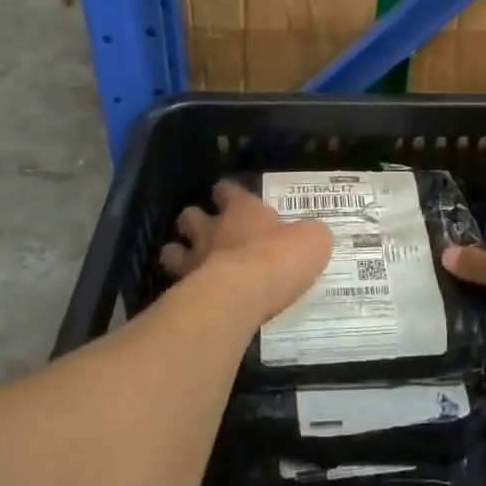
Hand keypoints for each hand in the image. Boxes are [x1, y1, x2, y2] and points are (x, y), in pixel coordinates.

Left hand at [160, 180, 333, 324]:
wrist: (243, 293)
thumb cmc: (280, 259)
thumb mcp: (313, 242)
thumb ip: (308, 236)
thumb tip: (310, 237)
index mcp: (244, 211)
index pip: (229, 191)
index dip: (227, 192)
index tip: (226, 194)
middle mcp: (214, 229)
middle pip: (191, 216)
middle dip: (194, 220)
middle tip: (205, 230)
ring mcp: (194, 259)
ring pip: (173, 249)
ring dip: (178, 253)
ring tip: (187, 262)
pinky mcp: (183, 290)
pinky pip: (174, 284)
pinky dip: (180, 287)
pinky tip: (188, 294)